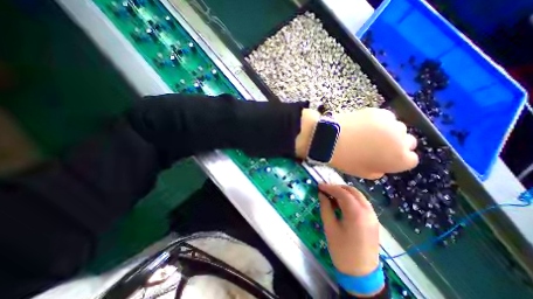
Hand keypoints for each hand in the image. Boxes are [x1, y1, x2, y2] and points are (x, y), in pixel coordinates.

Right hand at [318, 185, 380, 277]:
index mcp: (356, 214)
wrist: (361, 274)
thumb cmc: (342, 251)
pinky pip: (362, 203)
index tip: (319, 186)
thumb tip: (322, 194)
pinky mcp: (373, 220)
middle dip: (338, 188)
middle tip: (325, 190)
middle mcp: (368, 211)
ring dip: (345, 192)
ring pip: (358, 195)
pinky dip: (351, 199)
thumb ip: (325, 207)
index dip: (329, 187)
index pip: (342, 193)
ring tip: (332, 196)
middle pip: (352, 191)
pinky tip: (342, 204)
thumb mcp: (330, 227)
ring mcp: (373, 216)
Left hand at [329, 107, 416, 176]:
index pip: (411, 159)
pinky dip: (379, 121)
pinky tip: (364, 124)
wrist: (331, 139)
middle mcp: (402, 141)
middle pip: (408, 142)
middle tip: (377, 145)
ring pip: (397, 128)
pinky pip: (386, 117)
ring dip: (388, 131)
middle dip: (396, 144)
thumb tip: (382, 165)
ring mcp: (392, 124)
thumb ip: (378, 170)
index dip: (397, 158)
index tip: (385, 157)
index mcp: (400, 159)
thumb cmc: (346, 159)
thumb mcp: (363, 173)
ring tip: (369, 133)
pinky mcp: (380, 112)